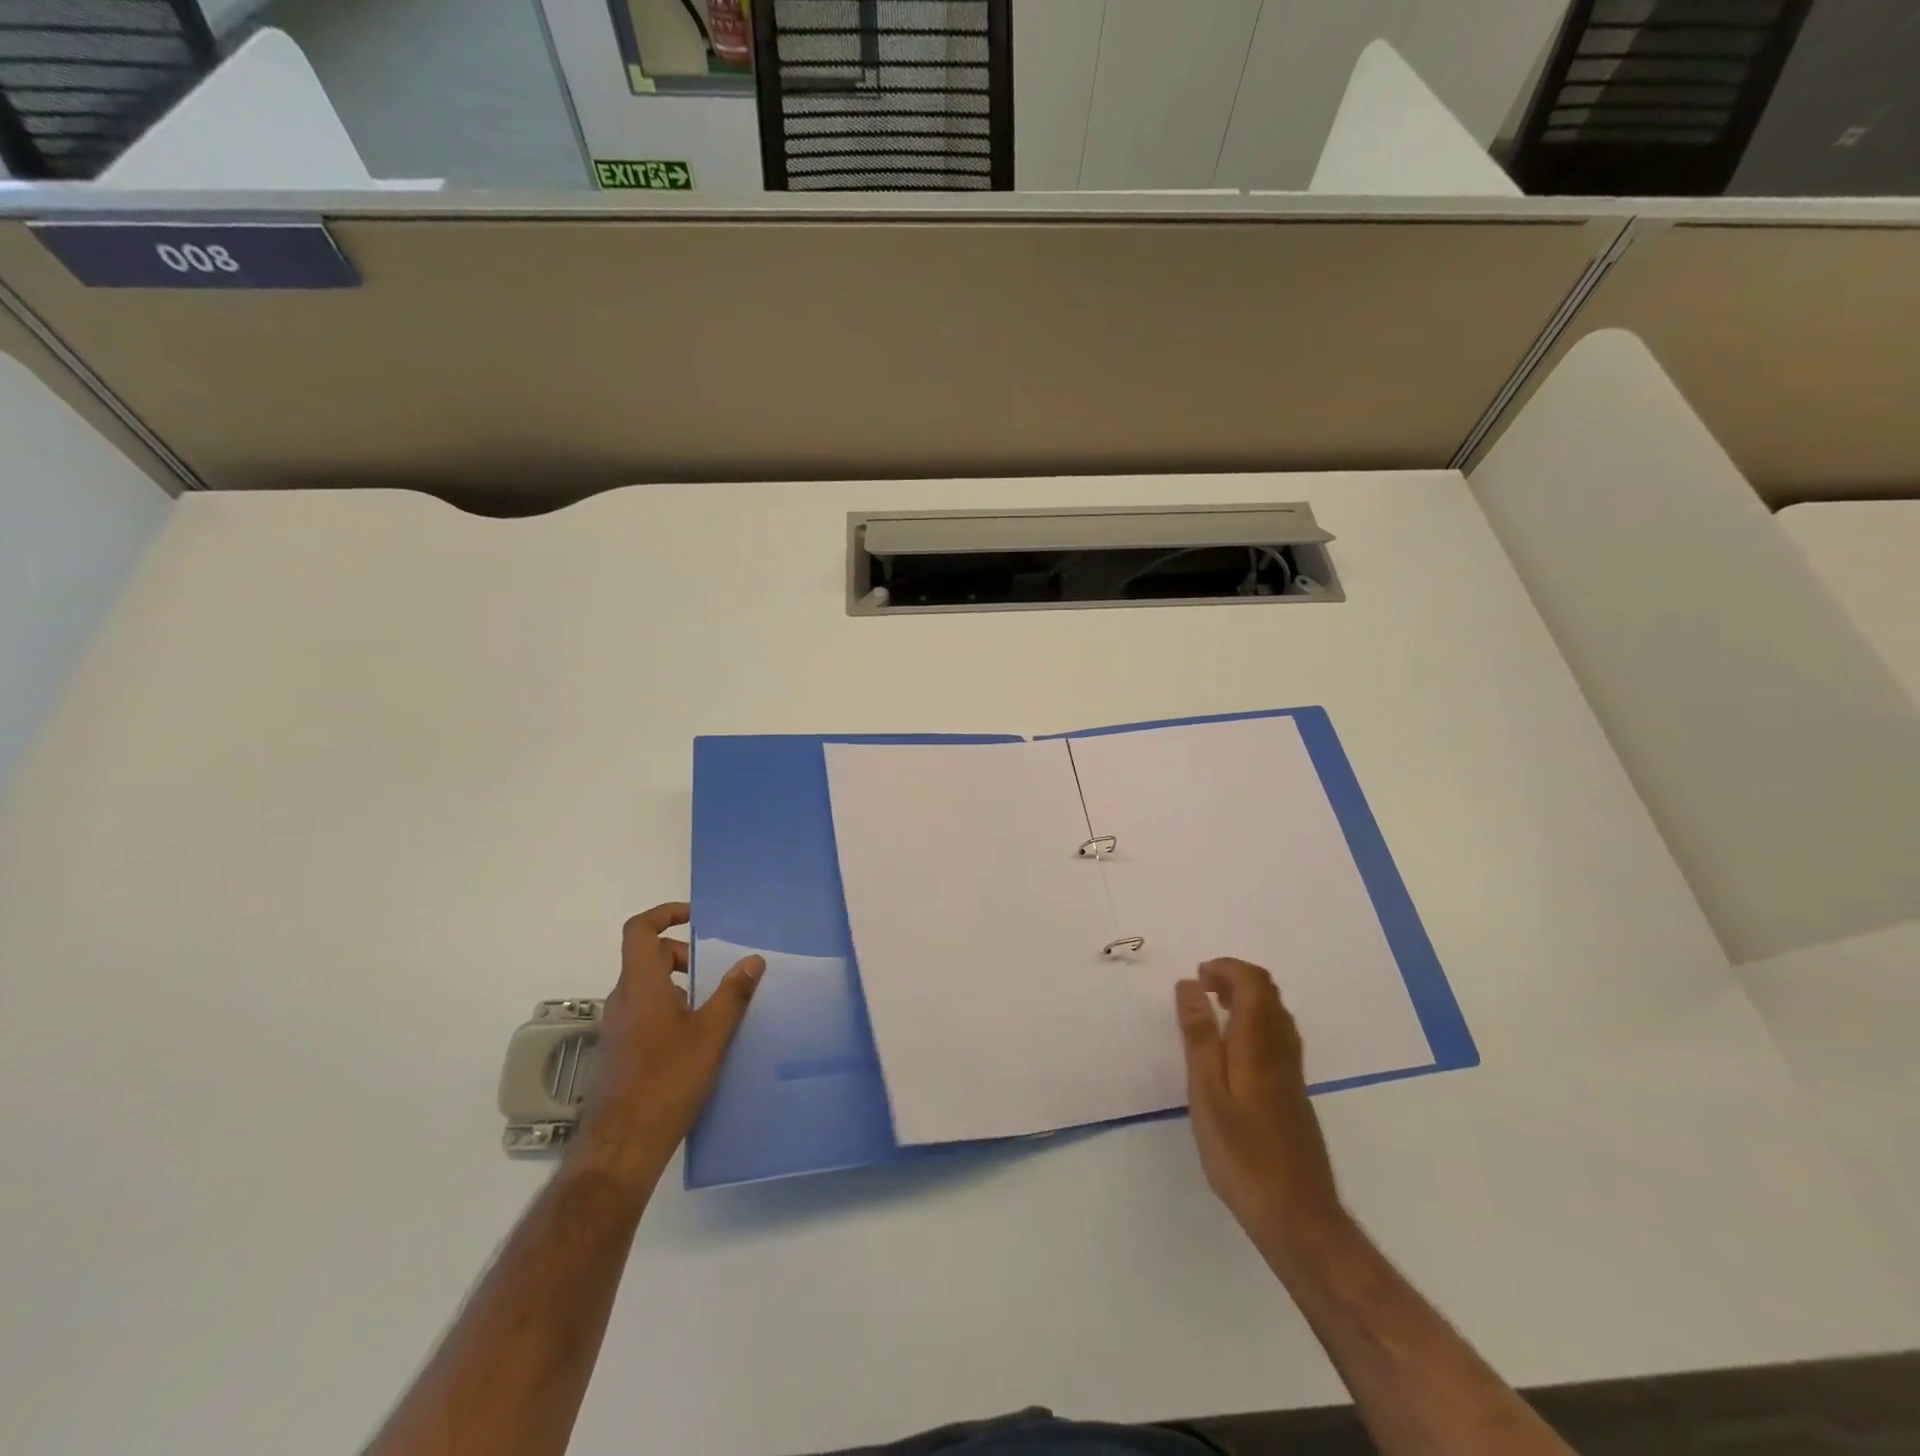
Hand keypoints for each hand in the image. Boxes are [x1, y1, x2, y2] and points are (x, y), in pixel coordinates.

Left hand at [571, 902, 764, 1186]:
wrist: (622, 1146)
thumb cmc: (668, 1080)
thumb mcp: (712, 1034)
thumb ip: (733, 993)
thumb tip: (752, 959)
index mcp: (641, 985)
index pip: (640, 930)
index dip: (665, 914)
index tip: (695, 918)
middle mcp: (622, 1000)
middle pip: (647, 957)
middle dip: (681, 955)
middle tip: (714, 971)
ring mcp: (617, 1028)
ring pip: (647, 988)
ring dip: (678, 985)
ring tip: (712, 1008)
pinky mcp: (619, 1053)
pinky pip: (644, 1013)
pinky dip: (669, 1010)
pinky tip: (695, 1041)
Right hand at [1176, 958, 1346, 1252]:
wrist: (1298, 1217)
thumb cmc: (1242, 1155)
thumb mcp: (1206, 1093)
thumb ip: (1199, 1036)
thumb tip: (1190, 985)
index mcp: (1259, 1045)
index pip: (1254, 983)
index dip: (1227, 968)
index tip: (1197, 977)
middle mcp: (1282, 1051)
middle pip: (1269, 994)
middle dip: (1235, 979)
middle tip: (1201, 988)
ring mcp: (1292, 1074)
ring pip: (1276, 1016)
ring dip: (1246, 1000)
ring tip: (1212, 1011)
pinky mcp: (1294, 1094)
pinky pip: (1277, 1038)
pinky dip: (1253, 1024)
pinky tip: (1233, 1051)